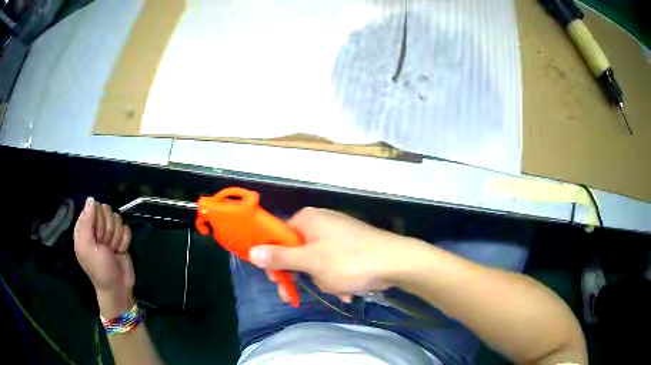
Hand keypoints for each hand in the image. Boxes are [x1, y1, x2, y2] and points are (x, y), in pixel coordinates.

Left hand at [74, 197, 133, 315]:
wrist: (117, 287)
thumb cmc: (99, 269)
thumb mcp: (88, 247)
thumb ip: (87, 222)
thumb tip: (91, 199)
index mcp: (85, 227)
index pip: (94, 207)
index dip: (98, 221)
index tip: (97, 238)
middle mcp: (96, 226)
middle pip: (107, 211)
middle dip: (108, 230)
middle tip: (105, 246)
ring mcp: (109, 232)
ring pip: (117, 219)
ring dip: (116, 237)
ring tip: (112, 250)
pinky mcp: (121, 238)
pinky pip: (126, 229)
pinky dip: (124, 241)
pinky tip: (120, 251)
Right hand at [249, 207, 419, 302]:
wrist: (397, 262)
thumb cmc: (350, 260)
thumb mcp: (311, 261)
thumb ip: (280, 257)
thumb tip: (251, 252)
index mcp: (308, 219)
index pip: (277, 237)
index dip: (274, 260)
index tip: (276, 280)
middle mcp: (321, 223)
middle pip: (296, 252)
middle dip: (303, 276)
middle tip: (295, 296)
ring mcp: (337, 235)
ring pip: (315, 263)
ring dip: (323, 281)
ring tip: (340, 287)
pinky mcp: (350, 247)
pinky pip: (333, 265)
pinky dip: (337, 279)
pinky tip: (349, 288)